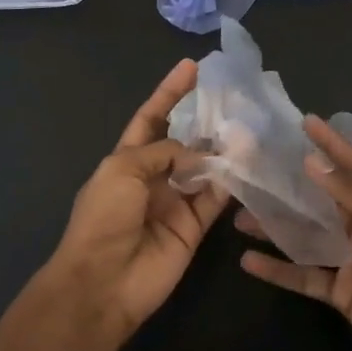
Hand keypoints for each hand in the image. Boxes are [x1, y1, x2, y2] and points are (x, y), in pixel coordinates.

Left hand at [46, 60, 227, 334]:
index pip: (151, 118)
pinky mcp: (194, 227)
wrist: (103, 283)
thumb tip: (198, 154)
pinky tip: (247, 162)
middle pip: (184, 141)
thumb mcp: (123, 170)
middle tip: (235, 97)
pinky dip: (231, 181)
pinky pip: (216, 198)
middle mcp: (154, 177)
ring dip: (224, 149)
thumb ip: (163, 152)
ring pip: (205, 168)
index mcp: (127, 160)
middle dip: (205, 120)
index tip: (192, 67)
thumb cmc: (103, 218)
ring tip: (249, 125)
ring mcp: (175, 202)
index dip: (169, 93)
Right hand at [238, 116, 351, 350]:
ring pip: (306, 236)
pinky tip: (248, 261)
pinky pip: (302, 275)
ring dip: (276, 227)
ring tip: (240, 215)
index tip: (306, 122)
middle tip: (257, 169)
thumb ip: (349, 193)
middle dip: (291, 186)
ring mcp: (349, 259)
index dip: (331, 144)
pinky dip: (277, 269)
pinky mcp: (338, 291)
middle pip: (321, 200)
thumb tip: (312, 161)